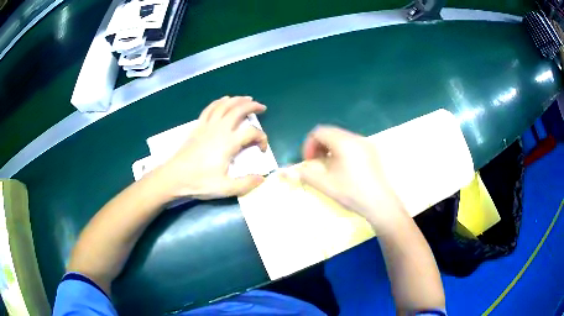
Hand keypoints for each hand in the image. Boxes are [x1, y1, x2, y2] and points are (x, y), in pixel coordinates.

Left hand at [156, 96, 267, 199]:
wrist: (174, 177)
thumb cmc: (199, 182)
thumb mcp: (225, 188)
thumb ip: (246, 184)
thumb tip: (262, 178)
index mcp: (228, 143)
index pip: (251, 132)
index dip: (262, 138)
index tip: (262, 149)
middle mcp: (219, 129)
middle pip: (238, 110)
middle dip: (252, 106)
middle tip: (261, 107)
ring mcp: (207, 125)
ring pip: (224, 105)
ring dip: (237, 100)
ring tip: (247, 99)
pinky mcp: (198, 126)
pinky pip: (210, 108)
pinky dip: (220, 102)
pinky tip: (224, 100)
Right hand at [294, 126, 407, 231]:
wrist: (380, 204)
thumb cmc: (352, 193)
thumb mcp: (325, 184)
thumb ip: (303, 174)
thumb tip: (284, 171)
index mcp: (344, 142)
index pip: (319, 132)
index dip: (309, 145)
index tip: (309, 162)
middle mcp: (356, 138)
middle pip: (330, 133)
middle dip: (319, 147)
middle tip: (317, 165)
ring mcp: (366, 144)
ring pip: (341, 138)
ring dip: (330, 150)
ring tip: (330, 169)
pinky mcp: (372, 152)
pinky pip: (352, 145)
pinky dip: (342, 152)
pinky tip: (344, 170)